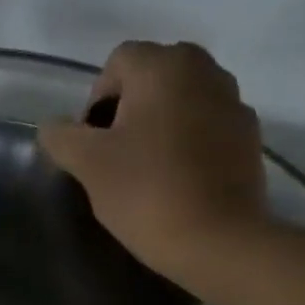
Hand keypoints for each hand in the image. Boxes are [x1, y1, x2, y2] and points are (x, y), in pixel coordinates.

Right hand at [38, 41, 266, 284]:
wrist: (217, 241)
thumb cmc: (146, 192)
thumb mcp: (87, 164)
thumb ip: (62, 137)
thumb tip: (54, 128)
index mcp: (164, 66)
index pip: (117, 62)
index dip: (95, 100)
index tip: (92, 144)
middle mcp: (205, 71)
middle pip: (152, 77)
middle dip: (128, 108)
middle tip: (115, 154)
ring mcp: (234, 103)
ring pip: (182, 101)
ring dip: (160, 124)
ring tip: (146, 169)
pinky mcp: (250, 138)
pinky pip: (207, 127)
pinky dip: (188, 143)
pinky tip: (177, 181)